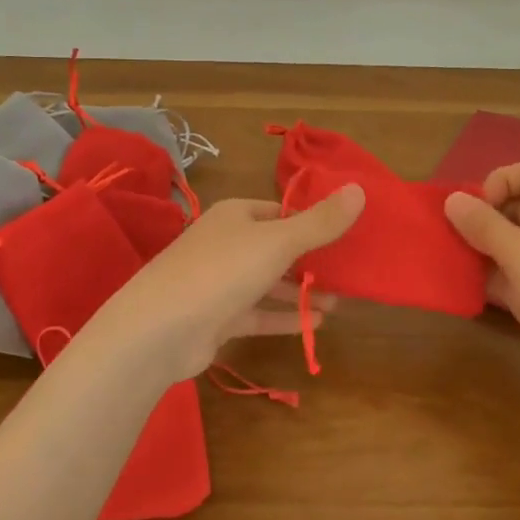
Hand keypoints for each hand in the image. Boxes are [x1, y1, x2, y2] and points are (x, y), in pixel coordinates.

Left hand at [80, 186, 365, 383]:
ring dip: (301, 291)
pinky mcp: (217, 318)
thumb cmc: (222, 271)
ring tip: (341, 300)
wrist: (160, 330)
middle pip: (276, 247)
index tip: (347, 234)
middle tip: (349, 272)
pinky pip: (258, 313)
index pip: (280, 211)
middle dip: (311, 260)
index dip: (312, 220)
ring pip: (268, 282)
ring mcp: (219, 283)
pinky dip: (285, 317)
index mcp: (235, 215)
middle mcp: (226, 244)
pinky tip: (317, 324)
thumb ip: (320, 222)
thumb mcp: (278, 242)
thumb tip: (359, 189)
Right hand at [444, 160, 519, 411]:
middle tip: (452, 236)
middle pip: (517, 207)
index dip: (502, 180)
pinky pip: (509, 279)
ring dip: (479, 250)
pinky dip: (487, 280)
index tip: (477, 207)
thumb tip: (452, 198)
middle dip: (482, 217)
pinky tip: (462, 290)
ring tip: (449, 261)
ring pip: (509, 246)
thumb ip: (483, 225)